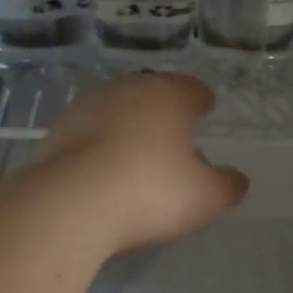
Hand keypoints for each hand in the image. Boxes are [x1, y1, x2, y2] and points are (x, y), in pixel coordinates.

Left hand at [34, 72, 248, 253]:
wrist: (69, 204)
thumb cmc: (151, 192)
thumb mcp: (206, 197)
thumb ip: (227, 185)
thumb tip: (236, 179)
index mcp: (168, 95)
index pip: (192, 88)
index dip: (201, 101)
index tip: (205, 110)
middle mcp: (127, 89)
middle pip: (151, 93)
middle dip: (163, 111)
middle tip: (173, 135)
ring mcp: (86, 107)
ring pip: (116, 109)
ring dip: (128, 125)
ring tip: (136, 154)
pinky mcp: (56, 131)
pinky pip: (88, 132)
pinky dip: (99, 144)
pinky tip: (103, 169)